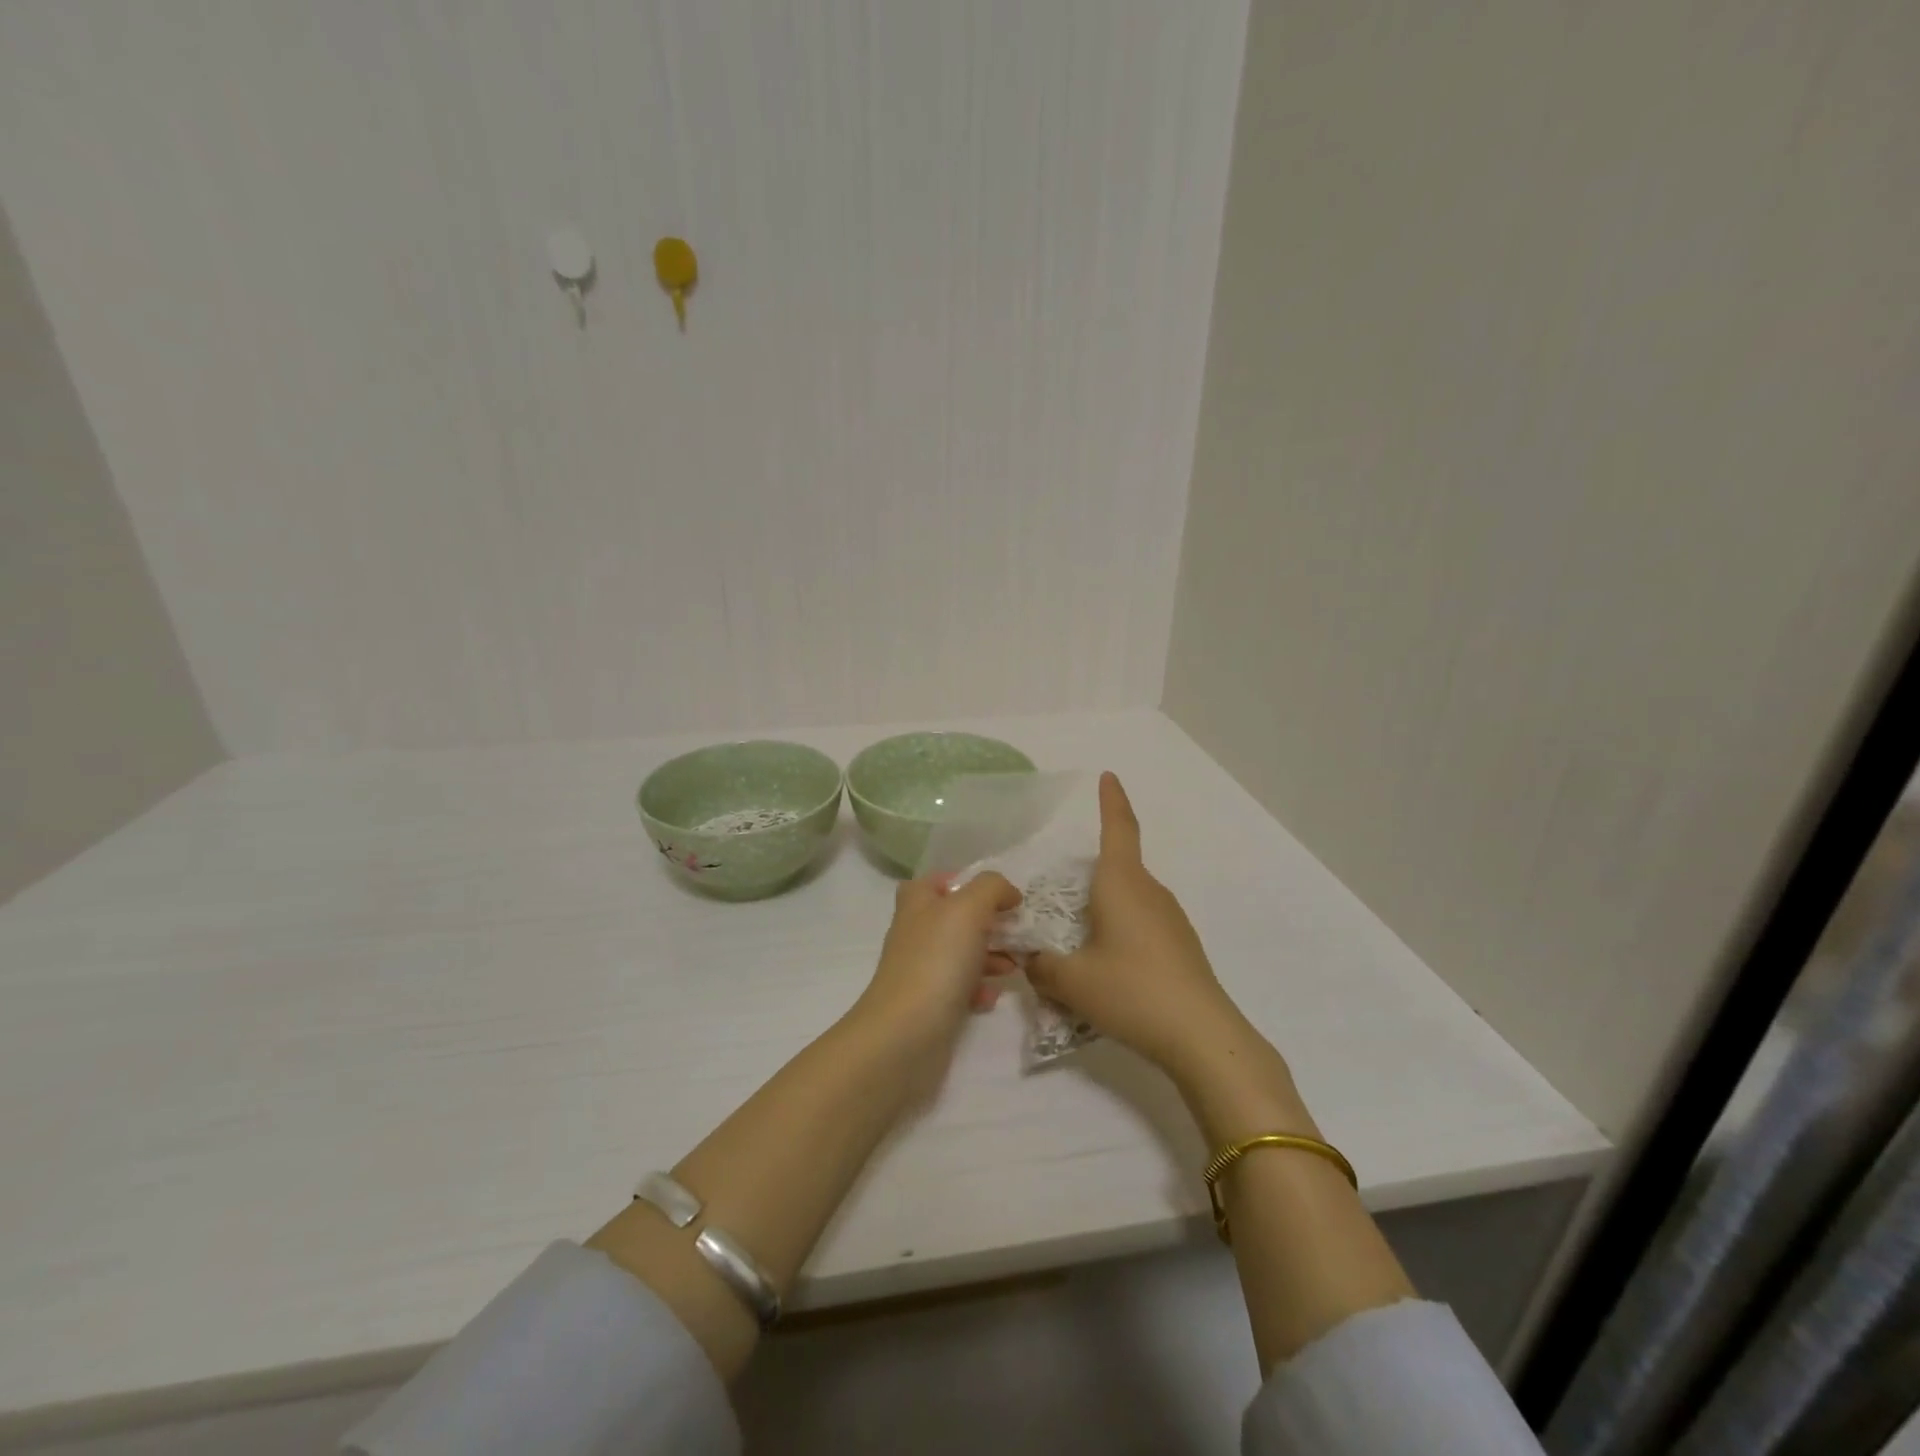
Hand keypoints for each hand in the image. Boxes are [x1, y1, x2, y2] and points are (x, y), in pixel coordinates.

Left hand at [853, 872, 1021, 1058]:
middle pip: (958, 917)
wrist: (906, 1033)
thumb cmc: (937, 960)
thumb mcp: (969, 908)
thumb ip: (992, 888)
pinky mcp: (929, 1002)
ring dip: (992, 956)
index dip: (972, 883)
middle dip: (991, 923)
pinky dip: (980, 988)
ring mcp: (921, 967)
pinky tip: (991, 997)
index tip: (1004, 897)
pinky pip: (961, 987)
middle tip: (1018, 932)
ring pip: (963, 952)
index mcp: (917, 901)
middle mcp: (916, 930)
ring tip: (1016, 966)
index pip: (942, 880)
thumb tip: (1008, 893)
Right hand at [1028, 774, 1246, 1079]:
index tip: (1109, 776)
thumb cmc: (1131, 991)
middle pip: (1114, 870)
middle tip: (1055, 906)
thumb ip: (1041, 966)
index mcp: (1122, 883)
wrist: (1202, 1036)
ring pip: (1126, 902)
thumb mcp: (1071, 981)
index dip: (1111, 800)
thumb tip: (1032, 959)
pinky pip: (1140, 926)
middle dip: (1085, 881)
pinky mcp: (1180, 947)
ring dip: (1101, 913)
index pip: (1118, 828)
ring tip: (1075, 952)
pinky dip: (1118, 936)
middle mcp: (1149, 891)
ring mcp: (1170, 919)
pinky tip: (1107, 974)